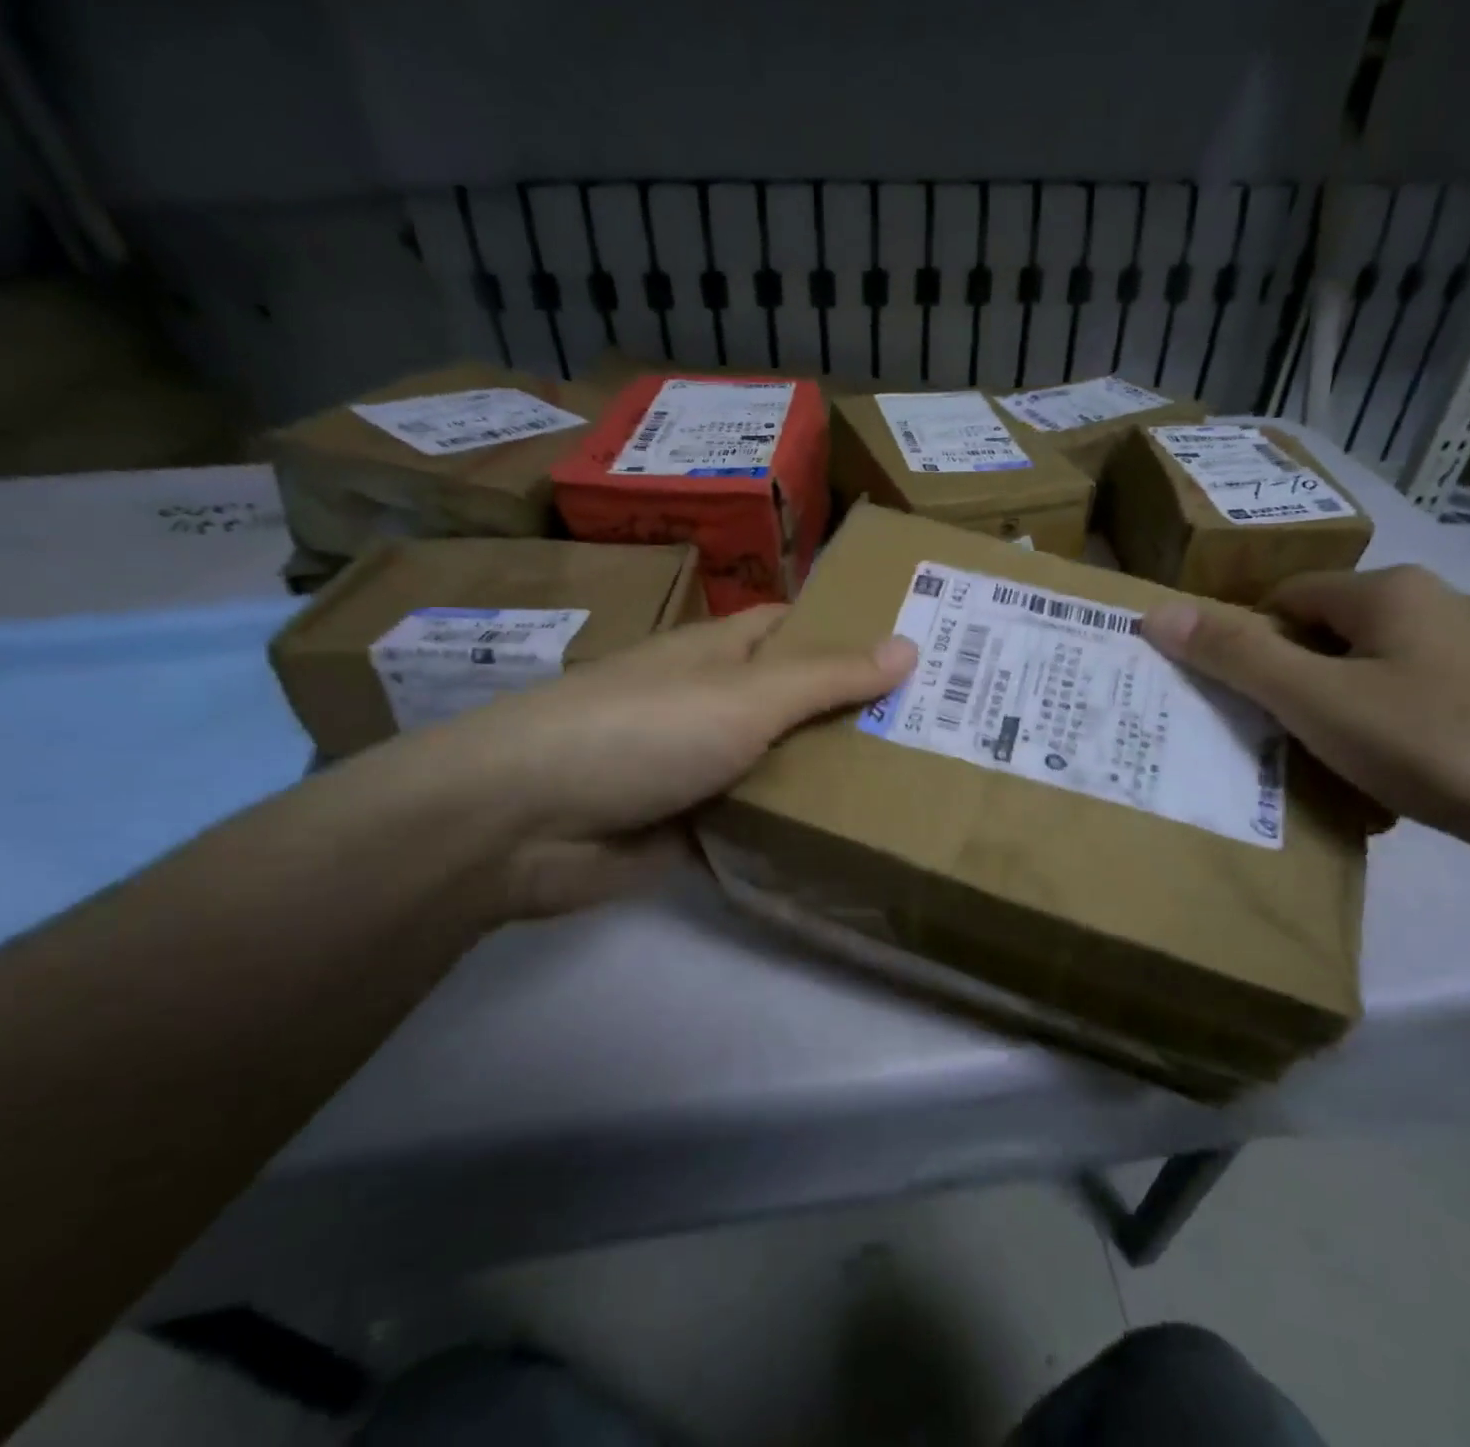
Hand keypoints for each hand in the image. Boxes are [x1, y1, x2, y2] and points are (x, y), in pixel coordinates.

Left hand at [420, 606, 915, 918]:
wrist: (525, 822)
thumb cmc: (641, 730)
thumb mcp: (745, 695)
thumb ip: (827, 677)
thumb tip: (909, 645)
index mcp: (723, 654)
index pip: (798, 628)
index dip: (854, 629)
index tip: (924, 646)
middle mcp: (715, 705)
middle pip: (798, 702)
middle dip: (859, 713)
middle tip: (944, 728)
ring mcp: (703, 768)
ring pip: (784, 767)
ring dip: (834, 777)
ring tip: (919, 785)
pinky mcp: (693, 826)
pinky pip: (759, 823)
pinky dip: (797, 831)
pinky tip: (857, 842)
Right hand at [1142, 566, 1469, 890]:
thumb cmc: (1434, 740)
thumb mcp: (1315, 698)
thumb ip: (1235, 655)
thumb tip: (1154, 614)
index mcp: (1389, 592)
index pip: (1285, 597)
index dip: (1246, 641)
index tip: (1228, 695)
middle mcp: (1433, 612)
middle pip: (1324, 640)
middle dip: (1286, 688)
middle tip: (1261, 737)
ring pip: (1363, 683)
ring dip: (1329, 723)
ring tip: (1313, 770)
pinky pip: (1405, 717)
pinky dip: (1377, 746)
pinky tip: (1376, 791)